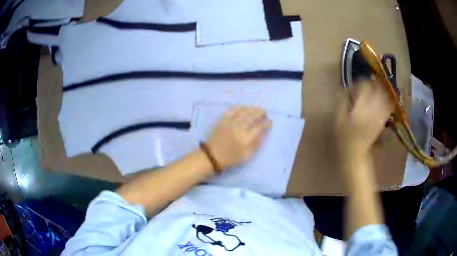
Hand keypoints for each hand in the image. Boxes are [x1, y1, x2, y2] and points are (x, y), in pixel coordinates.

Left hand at [206, 106, 271, 169]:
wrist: (212, 156)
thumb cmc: (230, 158)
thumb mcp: (246, 156)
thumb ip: (256, 144)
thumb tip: (263, 133)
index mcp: (246, 139)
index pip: (260, 127)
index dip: (267, 123)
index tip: (270, 122)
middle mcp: (239, 128)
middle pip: (253, 117)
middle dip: (261, 113)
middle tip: (265, 114)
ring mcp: (230, 123)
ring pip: (244, 111)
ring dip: (252, 109)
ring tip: (257, 110)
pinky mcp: (222, 120)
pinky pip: (232, 110)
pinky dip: (240, 107)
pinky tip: (245, 108)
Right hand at [335, 80, 393, 155]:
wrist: (356, 153)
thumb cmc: (345, 136)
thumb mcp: (338, 119)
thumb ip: (342, 102)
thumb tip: (345, 90)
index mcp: (360, 106)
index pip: (364, 86)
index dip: (361, 81)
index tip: (357, 84)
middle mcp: (372, 108)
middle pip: (377, 89)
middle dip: (374, 83)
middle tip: (370, 82)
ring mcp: (378, 115)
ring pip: (385, 97)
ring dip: (382, 90)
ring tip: (379, 88)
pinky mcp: (382, 121)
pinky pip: (389, 108)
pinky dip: (389, 101)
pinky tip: (386, 100)